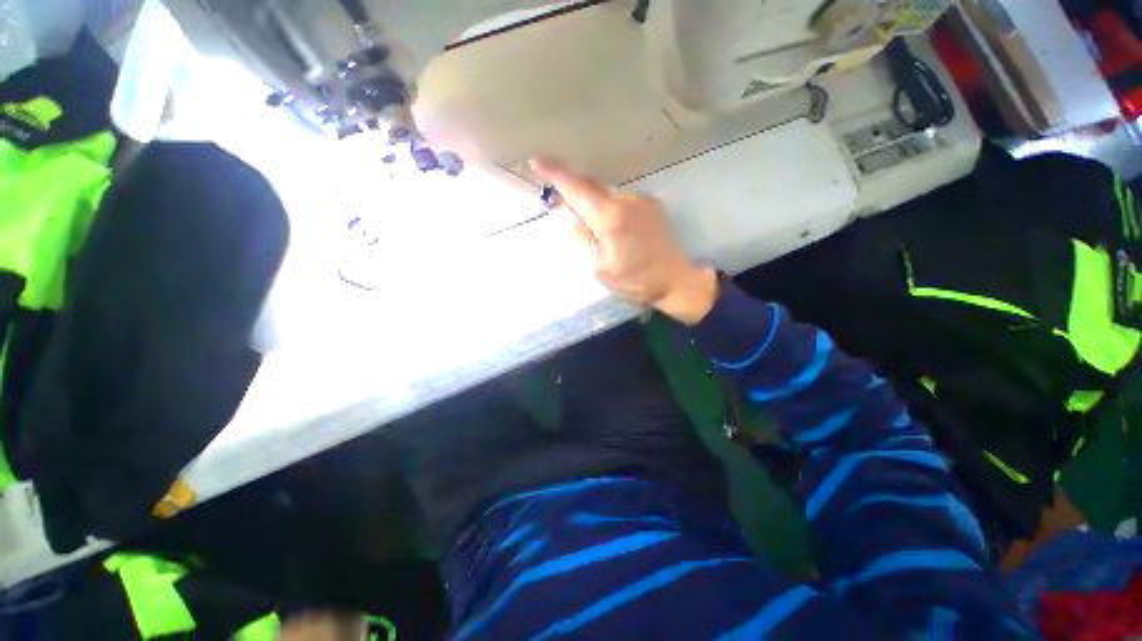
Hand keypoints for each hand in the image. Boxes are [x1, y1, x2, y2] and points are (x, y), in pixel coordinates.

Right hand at [531, 158, 717, 324]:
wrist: (674, 280)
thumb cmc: (633, 280)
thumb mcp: (598, 265)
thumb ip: (579, 234)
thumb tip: (561, 209)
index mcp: (609, 217)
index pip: (577, 187)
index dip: (555, 172)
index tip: (537, 162)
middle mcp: (626, 200)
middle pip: (590, 185)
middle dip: (571, 188)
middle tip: (558, 202)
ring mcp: (641, 199)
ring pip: (605, 193)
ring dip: (591, 201)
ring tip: (591, 226)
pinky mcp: (651, 203)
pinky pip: (620, 199)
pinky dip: (608, 206)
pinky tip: (613, 228)